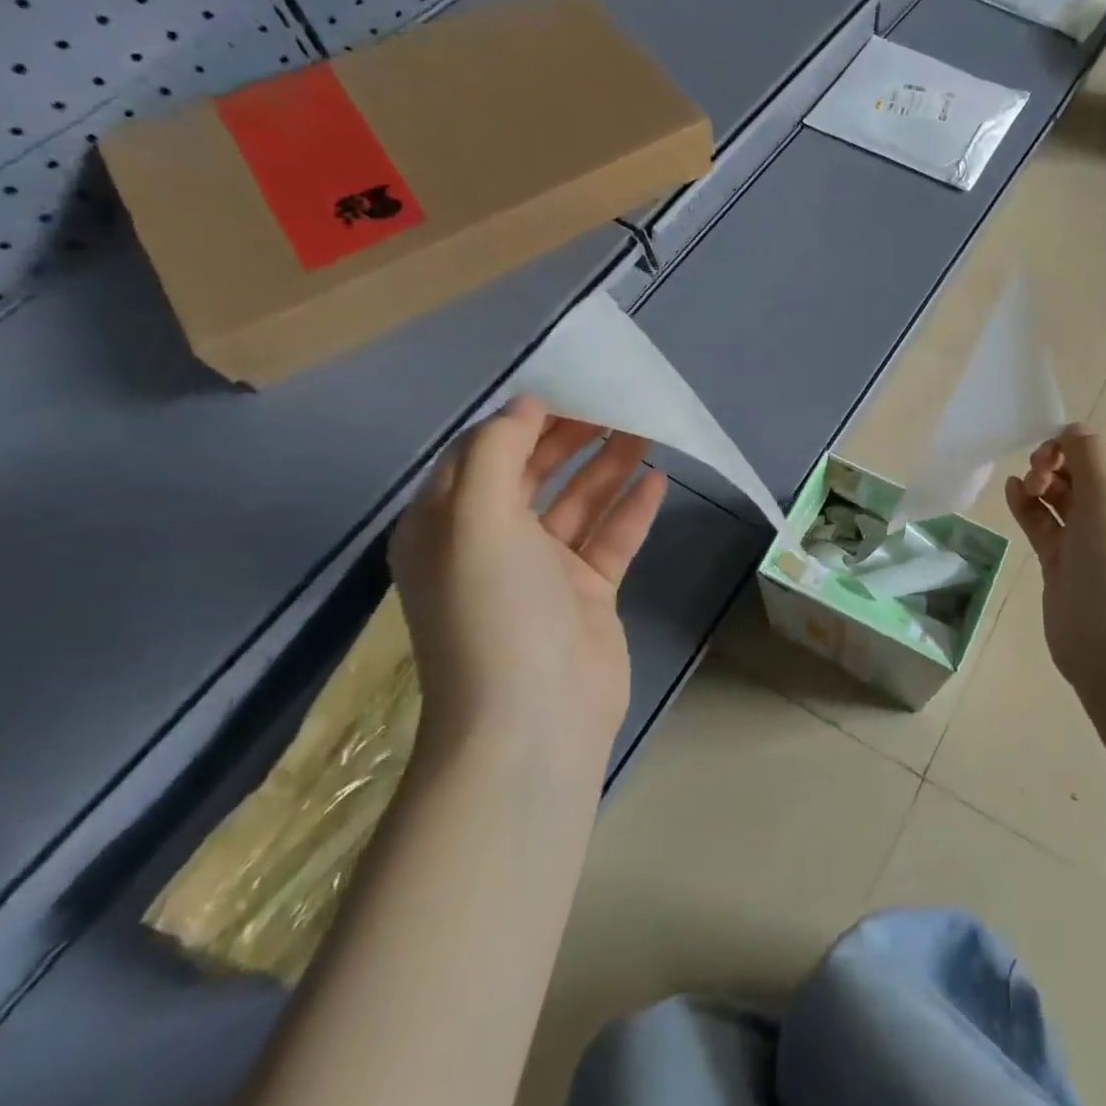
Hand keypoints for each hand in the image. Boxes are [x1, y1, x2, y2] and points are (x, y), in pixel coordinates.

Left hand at [389, 396, 666, 770]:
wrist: (534, 720)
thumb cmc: (495, 611)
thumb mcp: (476, 520)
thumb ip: (498, 453)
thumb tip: (525, 406)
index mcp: (447, 526)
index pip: (484, 454)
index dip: (524, 417)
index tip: (570, 385)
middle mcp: (491, 544)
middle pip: (535, 474)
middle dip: (572, 435)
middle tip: (617, 401)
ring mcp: (543, 572)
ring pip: (579, 503)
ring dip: (608, 466)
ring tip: (647, 428)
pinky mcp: (586, 594)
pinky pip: (611, 539)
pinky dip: (632, 509)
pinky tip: (659, 479)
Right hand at [1004, 424, 1105, 703]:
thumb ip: (1087, 453)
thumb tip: (1073, 429)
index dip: (1081, 444)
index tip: (1055, 453)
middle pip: (1083, 470)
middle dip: (1058, 462)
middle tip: (1039, 474)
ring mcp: (1091, 539)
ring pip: (1062, 495)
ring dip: (1041, 482)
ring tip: (1027, 487)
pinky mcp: (1064, 561)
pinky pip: (1044, 522)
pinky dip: (1028, 506)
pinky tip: (1012, 492)